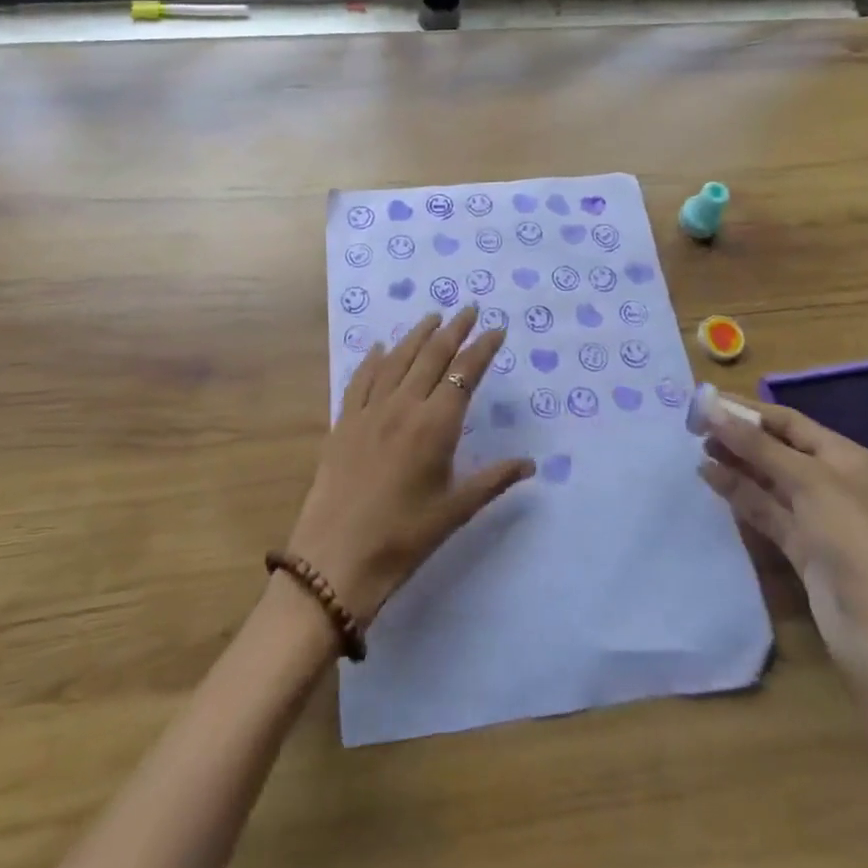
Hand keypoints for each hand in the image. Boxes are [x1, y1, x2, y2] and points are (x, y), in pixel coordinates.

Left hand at [286, 307, 534, 624]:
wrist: (336, 559)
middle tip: (469, 309)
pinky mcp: (343, 422)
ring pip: (397, 359)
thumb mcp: (455, 510)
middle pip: (432, 355)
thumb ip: (494, 480)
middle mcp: (403, 406)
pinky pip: (361, 379)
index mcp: (436, 425)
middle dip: (454, 329)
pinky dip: (373, 359)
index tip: (496, 329)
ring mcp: (369, 411)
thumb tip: (530, 464)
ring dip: (417, 335)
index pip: (465, 373)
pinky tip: (378, 347)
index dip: (482, 348)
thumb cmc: (404, 538)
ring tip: (433, 317)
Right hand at [696, 399, 867, 691]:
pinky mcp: (800, 546)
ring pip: (767, 479)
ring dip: (734, 463)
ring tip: (697, 450)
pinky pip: (764, 509)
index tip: (705, 401)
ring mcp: (815, 516)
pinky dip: (738, 493)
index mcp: (844, 457)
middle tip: (694, 426)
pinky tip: (710, 478)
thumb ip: (756, 444)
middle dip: (738, 436)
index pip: (788, 422)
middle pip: (776, 449)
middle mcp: (831, 481)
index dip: (747, 410)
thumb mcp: (805, 480)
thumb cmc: (850, 537)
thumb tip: (710, 407)